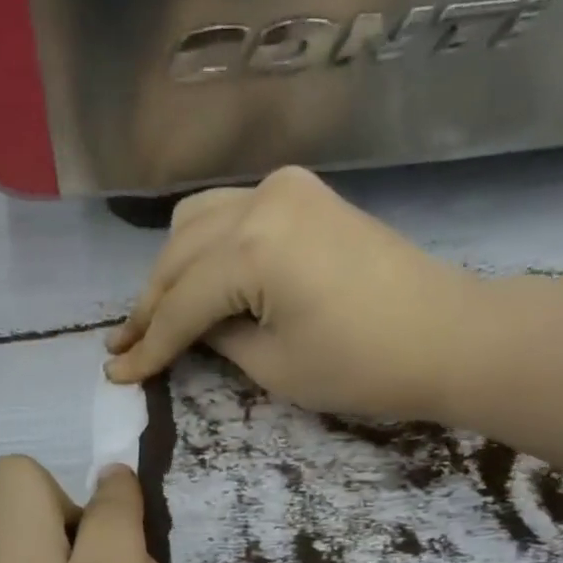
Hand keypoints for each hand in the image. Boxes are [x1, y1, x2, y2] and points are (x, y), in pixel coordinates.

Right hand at [105, 166, 500, 423]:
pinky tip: (194, 278)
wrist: (446, 336)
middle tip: (123, 348)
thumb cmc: (363, 366)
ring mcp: (284, 188)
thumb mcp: (274, 367)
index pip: (180, 304)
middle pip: (179, 256)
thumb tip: (189, 329)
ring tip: (153, 317)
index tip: (115, 374)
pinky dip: (205, 247)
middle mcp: (259, 200)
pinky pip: (231, 213)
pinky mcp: (304, 194)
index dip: (147, 346)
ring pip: (198, 223)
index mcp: (252, 247)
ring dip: (170, 271)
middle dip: (149, 306)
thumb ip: (217, 339)